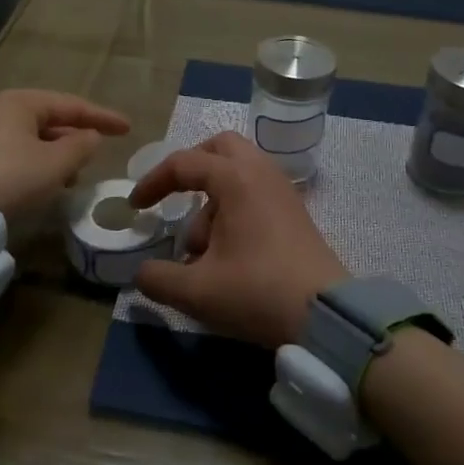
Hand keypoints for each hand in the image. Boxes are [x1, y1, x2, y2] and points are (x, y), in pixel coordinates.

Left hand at [0, 89, 128, 217]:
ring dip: (55, 156)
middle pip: (48, 120)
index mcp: (21, 102)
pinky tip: (41, 185)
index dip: (102, 117)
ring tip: (71, 177)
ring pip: (31, 140)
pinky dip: (35, 166)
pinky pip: (14, 155)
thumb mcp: (54, 164)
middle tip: (97, 154)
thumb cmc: (8, 177)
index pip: (71, 105)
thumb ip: (80, 147)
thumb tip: (90, 136)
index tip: (127, 128)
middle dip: (74, 137)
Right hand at [128, 131, 347, 347]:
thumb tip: (142, 273)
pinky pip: (255, 193)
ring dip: (211, 201)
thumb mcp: (196, 291)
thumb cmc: (258, 292)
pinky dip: (233, 210)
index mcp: (235, 178)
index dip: (153, 182)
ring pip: (238, 173)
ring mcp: (282, 191)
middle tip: (174, 198)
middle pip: (219, 148)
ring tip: (202, 252)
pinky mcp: (294, 213)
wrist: (327, 316)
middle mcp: (261, 173)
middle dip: (190, 169)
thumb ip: (158, 278)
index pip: (184, 163)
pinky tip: (227, 256)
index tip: (136, 207)